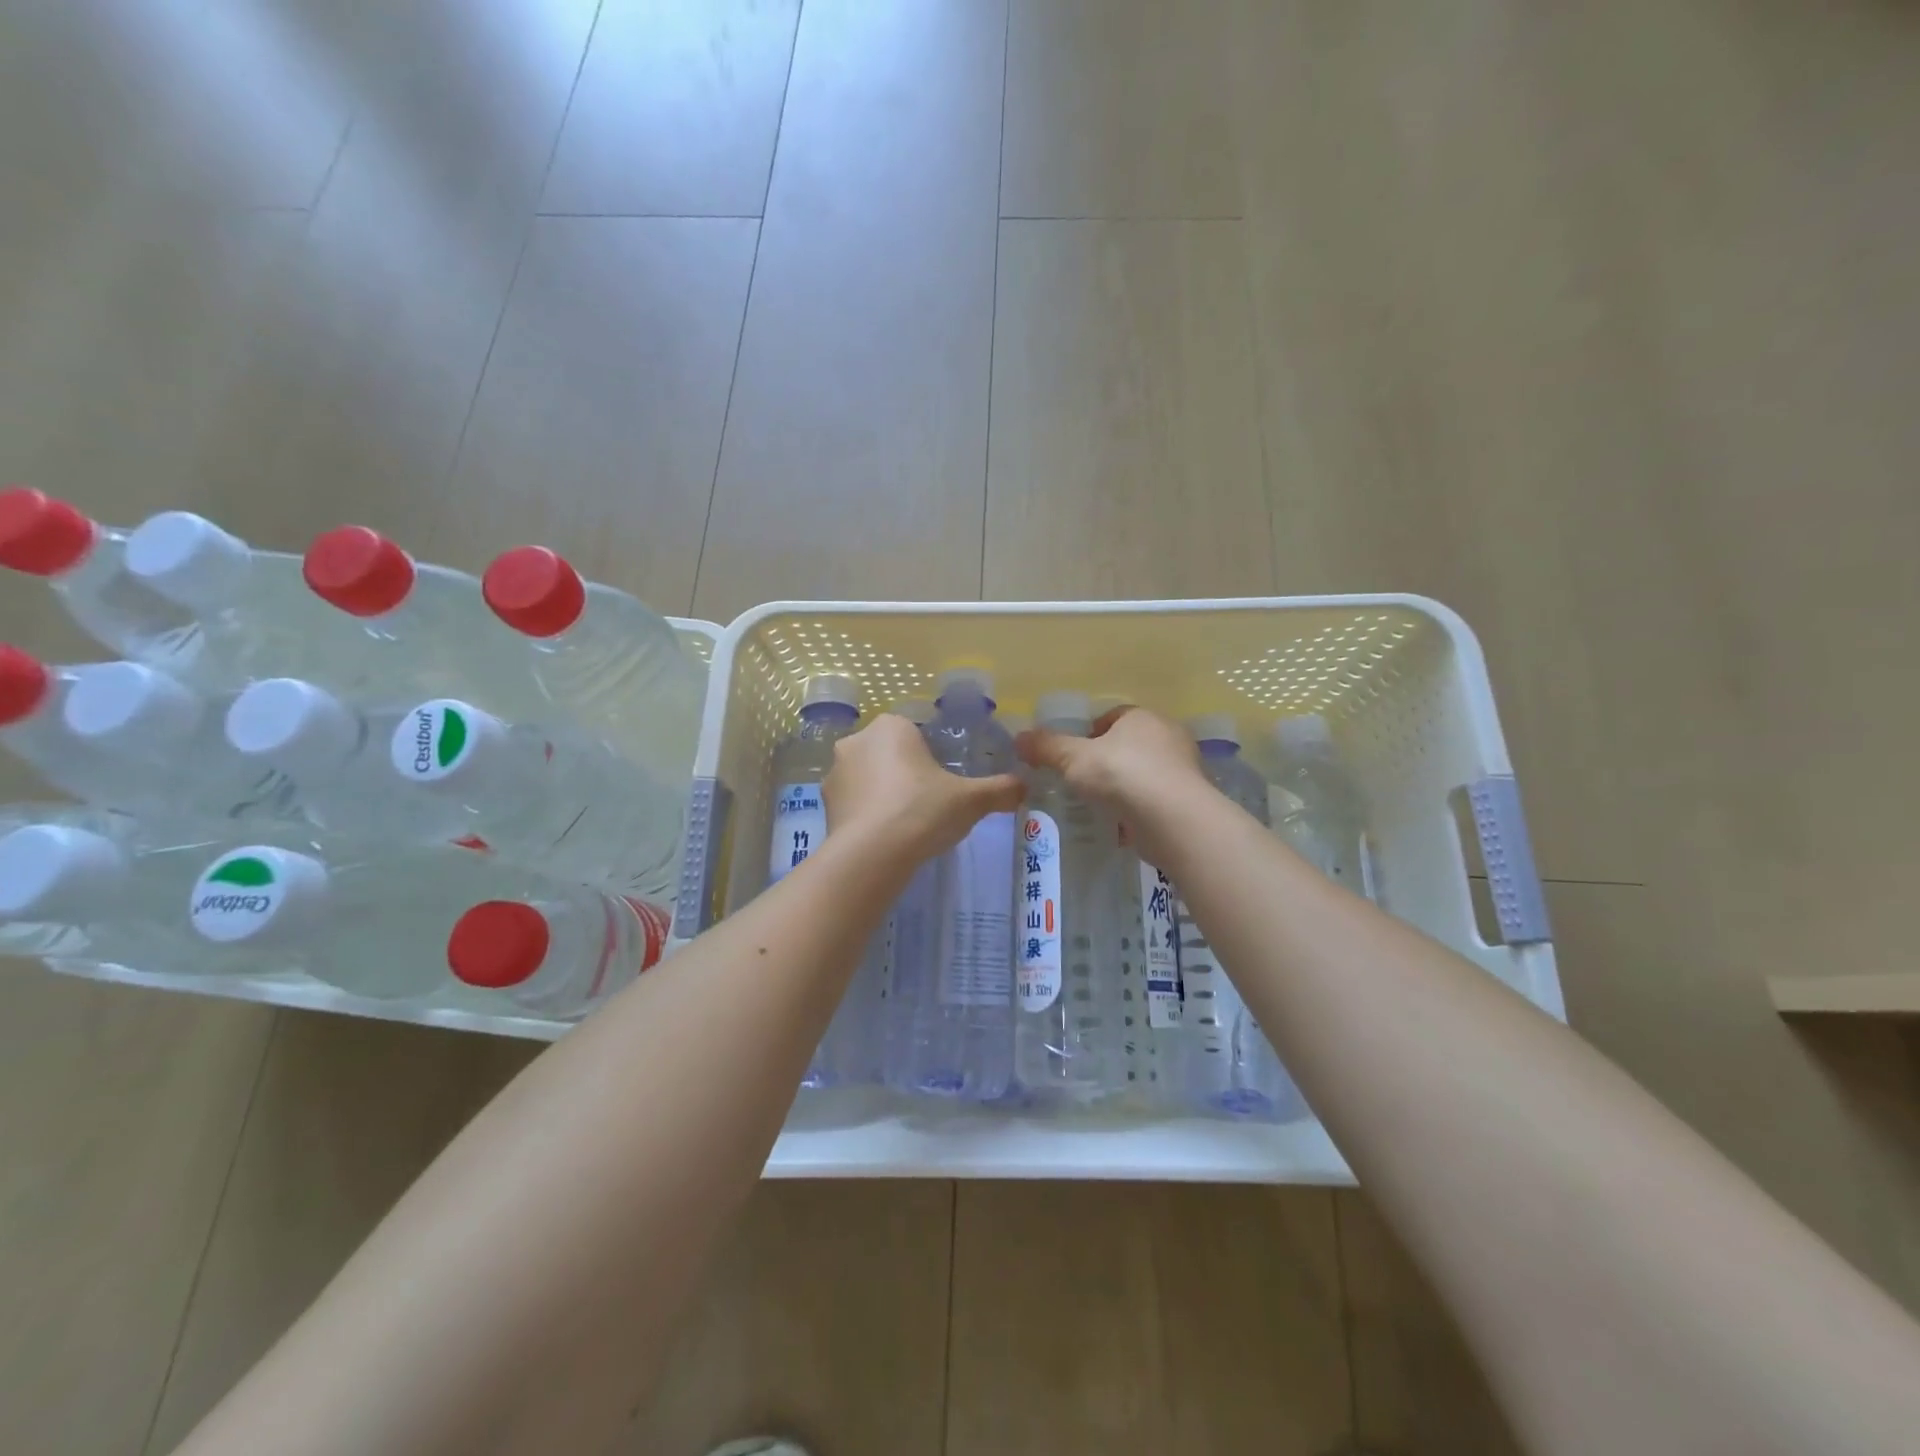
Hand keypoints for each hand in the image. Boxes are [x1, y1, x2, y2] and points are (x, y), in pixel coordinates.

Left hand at [823, 714, 1023, 865]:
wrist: (872, 854)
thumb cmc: (923, 810)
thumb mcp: (971, 800)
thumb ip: (1000, 790)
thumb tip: (1024, 787)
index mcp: (891, 726)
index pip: (915, 732)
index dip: (931, 756)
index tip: (943, 782)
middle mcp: (857, 740)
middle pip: (890, 753)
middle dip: (906, 773)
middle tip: (929, 803)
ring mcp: (835, 773)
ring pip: (868, 777)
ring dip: (883, 793)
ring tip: (907, 825)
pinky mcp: (825, 805)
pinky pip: (854, 803)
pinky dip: (867, 815)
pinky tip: (886, 838)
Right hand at [1016, 706, 1210, 866]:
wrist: (1173, 819)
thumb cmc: (1122, 775)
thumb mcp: (1074, 758)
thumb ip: (1047, 747)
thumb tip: (1019, 738)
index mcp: (1142, 717)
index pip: (1113, 717)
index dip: (1090, 733)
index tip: (1073, 755)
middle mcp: (1168, 737)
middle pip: (1129, 745)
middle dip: (1106, 761)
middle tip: (1081, 781)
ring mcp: (1182, 769)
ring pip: (1144, 774)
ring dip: (1123, 787)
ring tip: (1098, 805)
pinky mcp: (1188, 801)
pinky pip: (1155, 800)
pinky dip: (1138, 810)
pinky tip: (1120, 825)